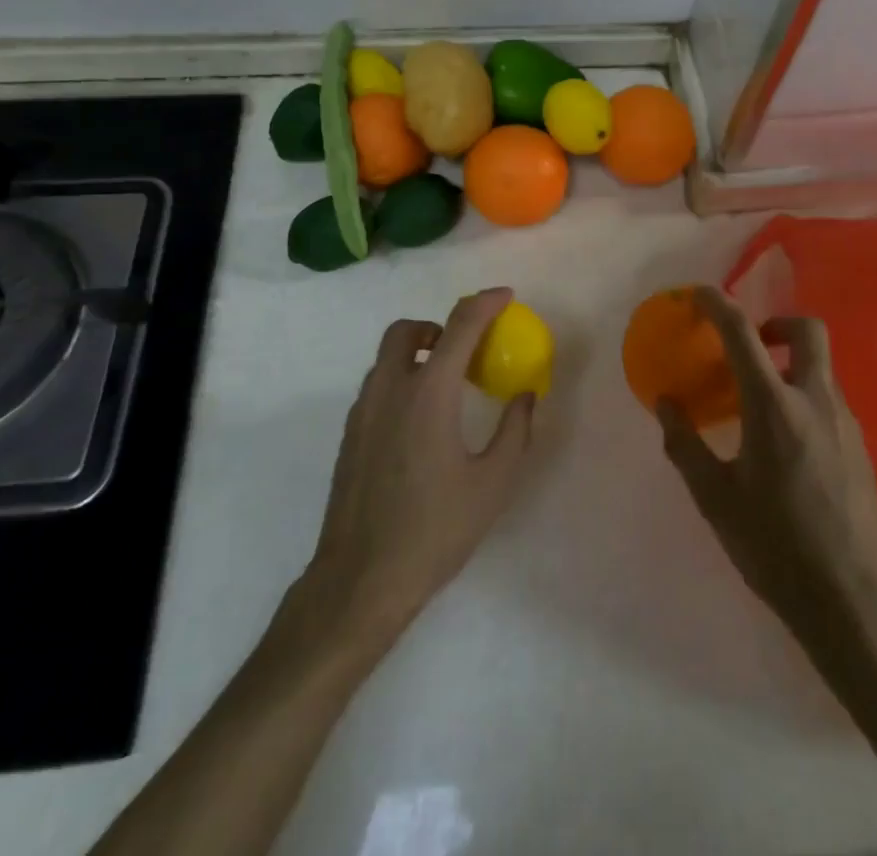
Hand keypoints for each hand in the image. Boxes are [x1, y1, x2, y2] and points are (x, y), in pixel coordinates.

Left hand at [301, 288, 535, 643]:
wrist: (360, 580)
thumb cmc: (435, 530)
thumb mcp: (493, 484)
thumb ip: (515, 431)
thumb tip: (526, 396)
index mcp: (429, 393)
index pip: (460, 325)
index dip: (486, 303)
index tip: (507, 297)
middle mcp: (390, 389)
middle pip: (408, 330)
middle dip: (439, 325)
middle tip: (466, 351)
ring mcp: (363, 411)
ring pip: (387, 356)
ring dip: (418, 352)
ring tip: (447, 387)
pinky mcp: (350, 434)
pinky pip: (378, 385)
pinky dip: (401, 379)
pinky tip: (421, 423)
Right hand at [658, 288, 876, 642]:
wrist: (854, 599)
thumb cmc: (776, 546)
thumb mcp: (715, 498)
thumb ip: (685, 445)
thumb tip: (666, 404)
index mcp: (774, 406)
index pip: (742, 333)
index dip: (718, 304)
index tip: (699, 293)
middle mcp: (815, 401)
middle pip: (807, 330)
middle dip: (776, 322)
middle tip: (750, 346)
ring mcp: (845, 422)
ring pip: (821, 366)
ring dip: (789, 363)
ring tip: (758, 402)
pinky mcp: (860, 446)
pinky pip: (829, 399)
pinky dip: (803, 395)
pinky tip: (785, 442)